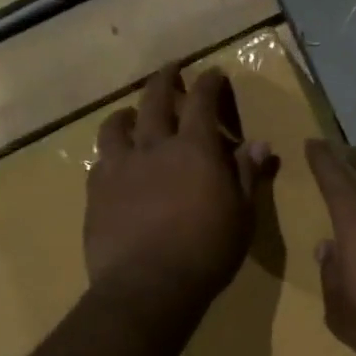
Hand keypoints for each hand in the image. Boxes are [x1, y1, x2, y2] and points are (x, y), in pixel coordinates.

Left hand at [85, 65, 273, 324]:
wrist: (147, 286)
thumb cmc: (207, 251)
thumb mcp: (242, 215)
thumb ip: (247, 174)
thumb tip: (260, 143)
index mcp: (194, 148)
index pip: (202, 100)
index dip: (208, 82)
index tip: (213, 72)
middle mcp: (154, 147)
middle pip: (154, 99)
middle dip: (165, 79)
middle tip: (170, 69)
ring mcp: (119, 167)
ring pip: (116, 126)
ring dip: (128, 113)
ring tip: (131, 114)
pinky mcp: (96, 192)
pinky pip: (99, 161)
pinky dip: (109, 153)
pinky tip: (113, 162)